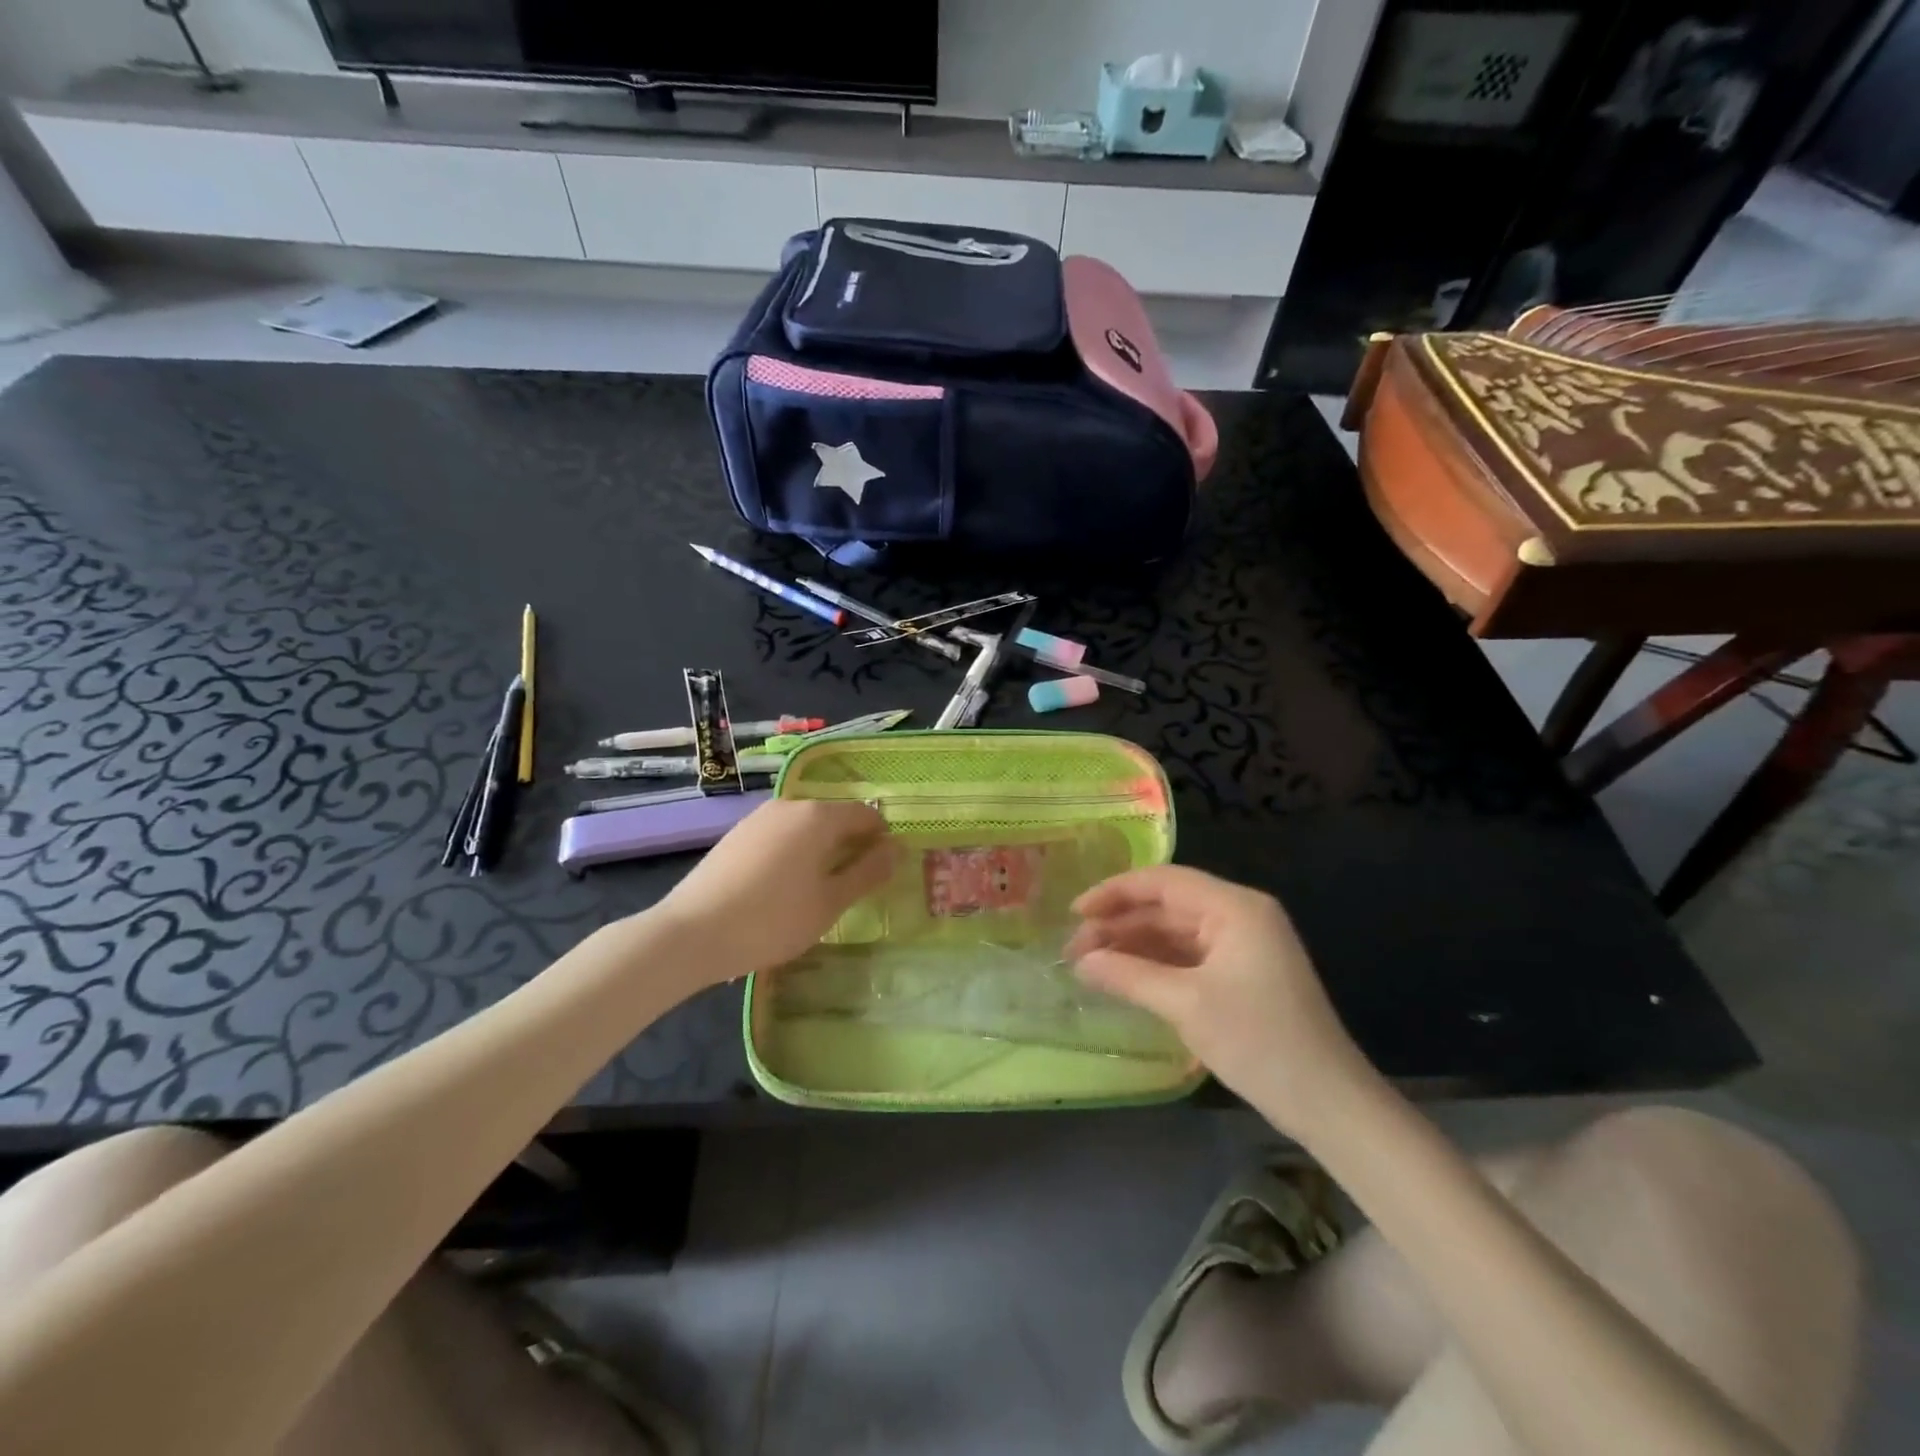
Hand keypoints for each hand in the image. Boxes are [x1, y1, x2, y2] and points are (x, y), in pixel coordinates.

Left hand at [654, 799, 896, 983]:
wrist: (692, 933)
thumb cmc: (773, 919)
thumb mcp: (830, 902)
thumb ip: (867, 872)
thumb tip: (896, 849)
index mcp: (818, 816)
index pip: (864, 814)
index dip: (880, 839)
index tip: (880, 872)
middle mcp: (789, 805)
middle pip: (833, 817)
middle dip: (850, 845)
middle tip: (852, 886)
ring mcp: (758, 818)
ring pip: (805, 827)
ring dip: (820, 850)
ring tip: (817, 891)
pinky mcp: (736, 835)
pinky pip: (779, 836)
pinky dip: (793, 853)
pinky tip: (782, 889)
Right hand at [1065, 866, 1373, 1139]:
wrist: (1329, 1104)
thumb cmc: (1259, 1042)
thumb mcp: (1186, 1005)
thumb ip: (1129, 975)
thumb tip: (1081, 961)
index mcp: (1235, 907)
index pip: (1163, 881)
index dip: (1114, 892)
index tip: (1074, 913)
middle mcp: (1239, 915)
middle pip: (1167, 906)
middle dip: (1119, 924)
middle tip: (1074, 950)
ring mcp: (1242, 946)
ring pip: (1174, 932)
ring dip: (1133, 945)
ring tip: (1089, 965)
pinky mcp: (1241, 974)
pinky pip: (1187, 956)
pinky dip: (1154, 964)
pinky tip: (1123, 977)